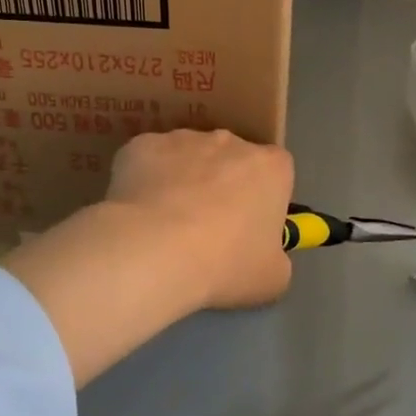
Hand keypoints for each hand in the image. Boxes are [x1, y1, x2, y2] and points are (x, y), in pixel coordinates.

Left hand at [105, 129, 294, 309]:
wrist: (155, 250)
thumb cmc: (225, 264)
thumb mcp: (272, 277)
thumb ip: (275, 254)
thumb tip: (265, 251)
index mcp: (271, 167)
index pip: (276, 173)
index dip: (264, 200)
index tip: (249, 228)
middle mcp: (230, 141)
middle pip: (231, 158)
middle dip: (222, 185)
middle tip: (206, 229)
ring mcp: (184, 138)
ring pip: (188, 157)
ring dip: (183, 181)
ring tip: (166, 226)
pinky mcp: (143, 144)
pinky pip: (149, 161)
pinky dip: (146, 181)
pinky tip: (139, 214)